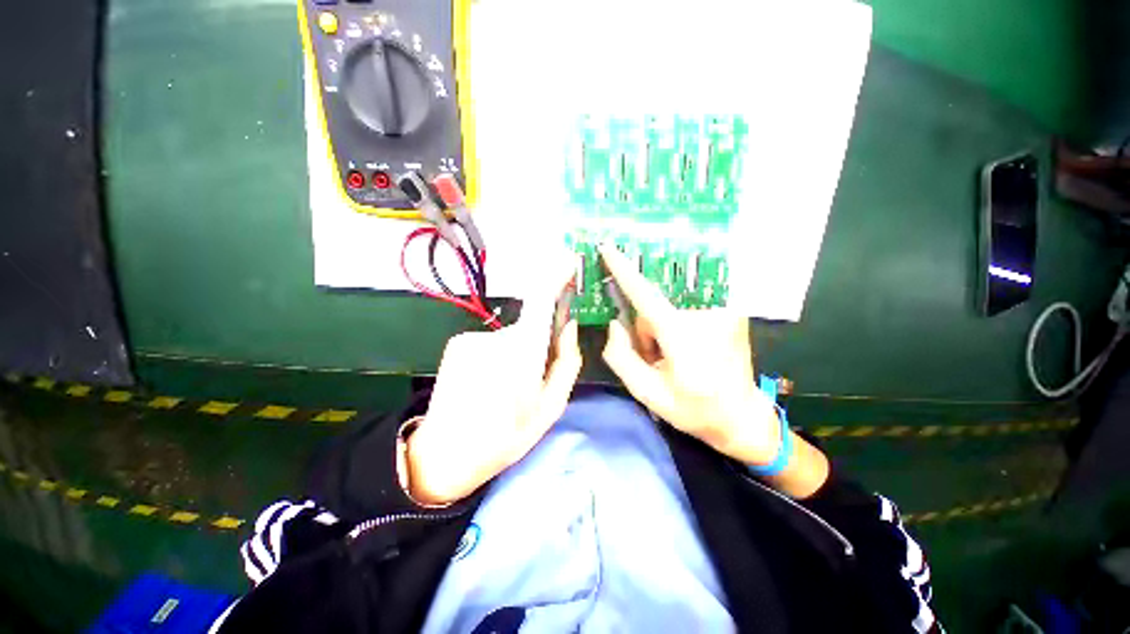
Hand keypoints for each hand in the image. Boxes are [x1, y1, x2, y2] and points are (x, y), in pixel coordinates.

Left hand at [404, 257, 581, 505]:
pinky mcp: (457, 343)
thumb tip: (569, 325)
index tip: (568, 260)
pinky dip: (497, 358)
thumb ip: (567, 361)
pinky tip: (486, 386)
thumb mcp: (551, 406)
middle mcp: (497, 337)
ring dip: (517, 355)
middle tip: (533, 379)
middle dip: (539, 344)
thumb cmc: (507, 436)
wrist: (446, 454)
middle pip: (530, 326)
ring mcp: (473, 338)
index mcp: (524, 354)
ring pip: (511, 337)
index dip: (556, 276)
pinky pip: (490, 343)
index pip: (541, 300)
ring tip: (505, 390)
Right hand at [598, 244, 782, 465]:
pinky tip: (688, 345)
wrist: (742, 417)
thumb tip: (614, 324)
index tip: (608, 248)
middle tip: (656, 357)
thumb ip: (621, 356)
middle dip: (647, 330)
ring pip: (670, 306)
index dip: (624, 270)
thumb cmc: (693, 409)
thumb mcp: (646, 392)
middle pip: (655, 307)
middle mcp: (706, 315)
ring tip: (674, 355)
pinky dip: (678, 321)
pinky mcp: (732, 312)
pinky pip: (687, 305)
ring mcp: (723, 311)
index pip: (645, 295)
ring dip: (663, 328)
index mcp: (683, 336)